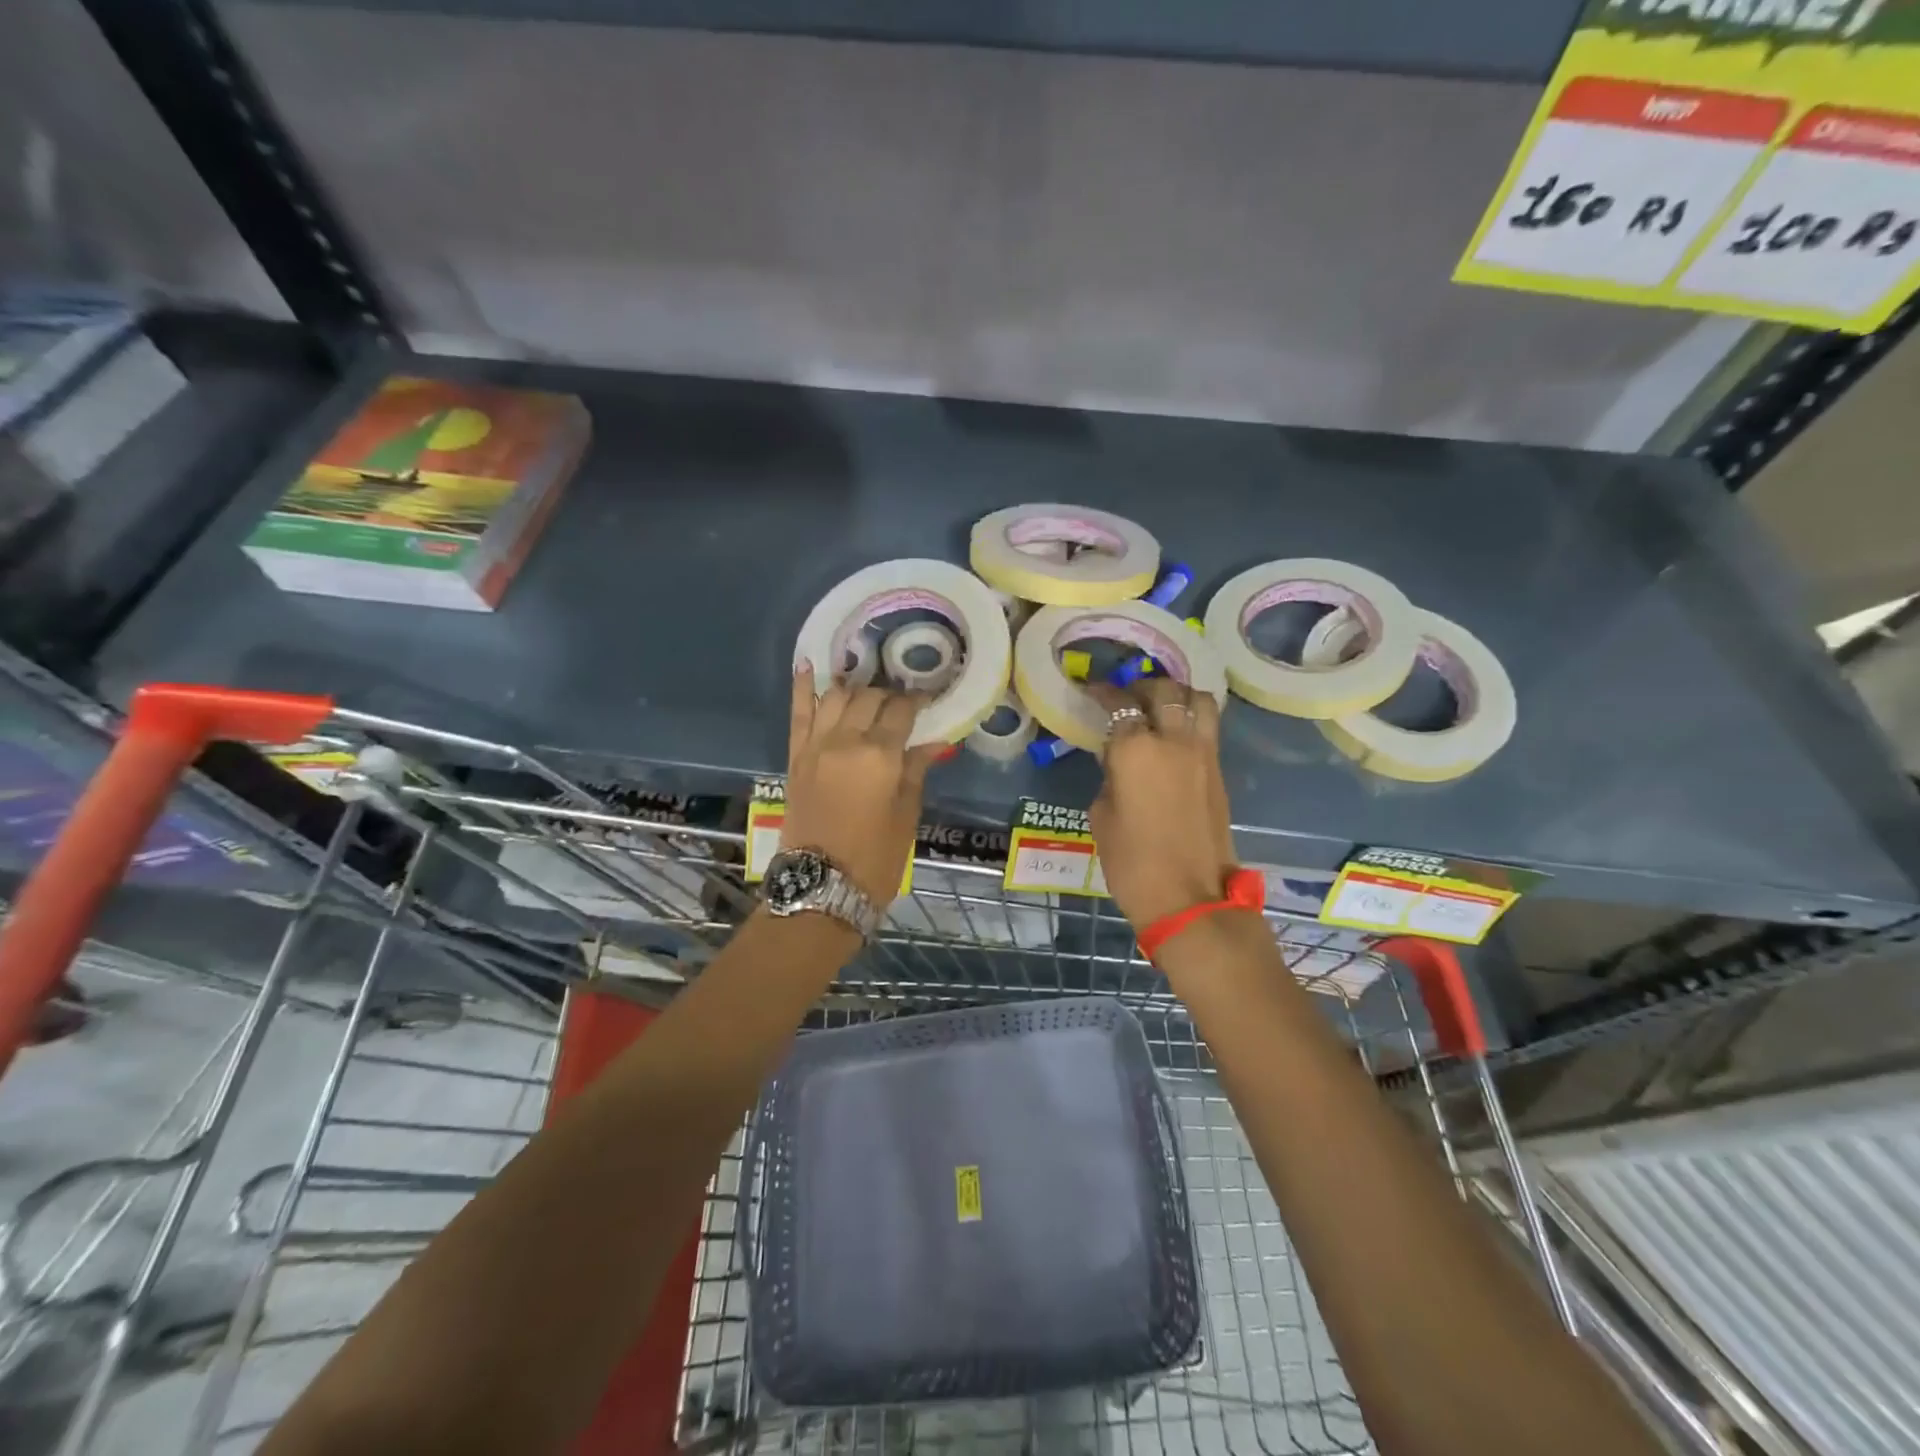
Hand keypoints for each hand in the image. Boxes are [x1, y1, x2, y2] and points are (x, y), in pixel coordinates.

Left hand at [782, 666, 941, 905]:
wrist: (820, 887)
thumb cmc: (875, 858)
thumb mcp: (906, 816)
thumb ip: (916, 772)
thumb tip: (934, 742)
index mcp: (881, 756)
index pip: (901, 711)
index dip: (916, 701)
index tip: (926, 698)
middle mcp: (846, 741)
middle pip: (868, 699)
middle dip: (887, 694)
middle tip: (900, 700)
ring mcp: (816, 746)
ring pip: (835, 697)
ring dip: (853, 686)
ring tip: (866, 686)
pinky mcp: (795, 757)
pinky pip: (798, 713)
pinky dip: (801, 687)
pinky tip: (807, 664)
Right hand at [1088, 678, 1238, 931]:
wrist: (1189, 897)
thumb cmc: (1132, 862)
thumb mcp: (1101, 815)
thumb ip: (1109, 777)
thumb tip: (1118, 761)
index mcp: (1135, 748)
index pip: (1118, 704)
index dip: (1102, 692)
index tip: (1092, 690)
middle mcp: (1172, 739)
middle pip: (1163, 690)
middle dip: (1141, 686)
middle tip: (1127, 696)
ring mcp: (1202, 752)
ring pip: (1197, 699)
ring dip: (1177, 694)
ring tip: (1160, 706)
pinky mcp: (1219, 769)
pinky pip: (1208, 725)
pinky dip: (1192, 716)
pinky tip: (1176, 731)